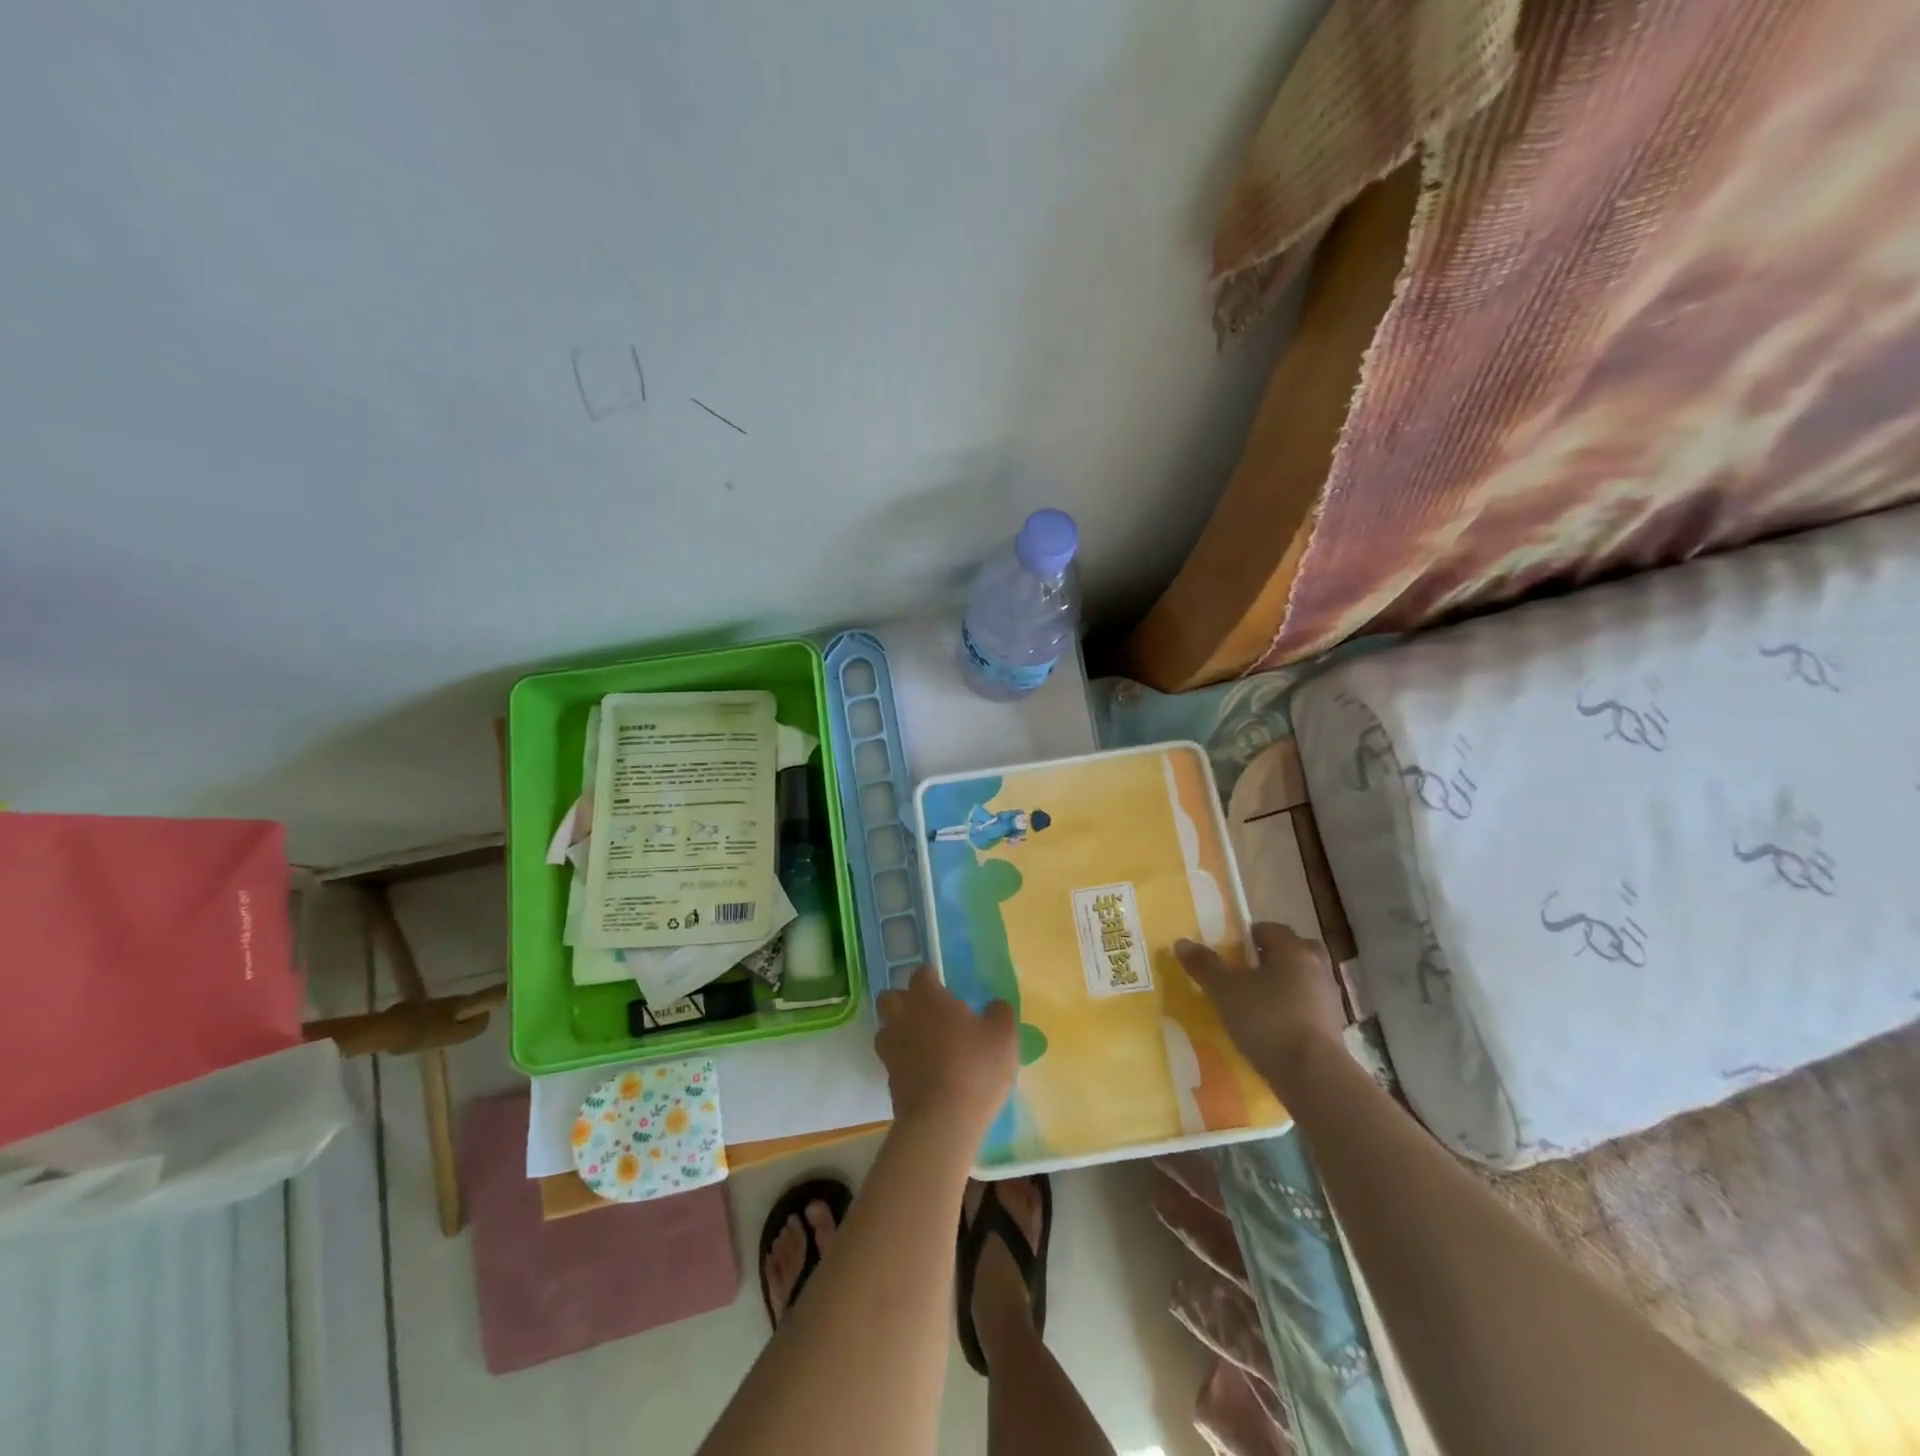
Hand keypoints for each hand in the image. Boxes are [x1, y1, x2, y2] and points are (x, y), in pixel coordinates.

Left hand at [874, 967, 1017, 1140]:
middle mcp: (903, 1018)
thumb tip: (995, 1005)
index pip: (920, 974)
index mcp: (928, 999)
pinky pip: (891, 1059)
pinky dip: (903, 1061)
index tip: (944, 986)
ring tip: (922, 1043)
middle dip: (905, 1000)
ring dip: (898, 1031)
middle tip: (928, 1013)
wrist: (942, 1122)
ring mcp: (891, 1049)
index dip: (931, 977)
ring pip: (885, 1029)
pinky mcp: (888, 1079)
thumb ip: (1000, 1013)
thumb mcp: (1003, 1037)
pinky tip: (922, 1072)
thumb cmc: (974, 1068)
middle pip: (891, 997)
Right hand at [1175, 923, 1345, 1078]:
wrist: (1313, 1075)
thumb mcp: (1225, 991)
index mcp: (1293, 949)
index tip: (1229, 953)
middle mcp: (1316, 967)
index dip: (1247, 936)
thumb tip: (1182, 942)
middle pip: (1293, 951)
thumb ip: (1205, 965)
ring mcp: (1329, 999)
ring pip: (1302, 980)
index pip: (1269, 929)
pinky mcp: (1333, 1028)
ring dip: (1283, 986)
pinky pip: (1308, 1007)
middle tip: (1247, 973)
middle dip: (1272, 958)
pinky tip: (1272, 1028)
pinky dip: (1292, 1011)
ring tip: (1256, 1003)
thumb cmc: (1267, 1020)